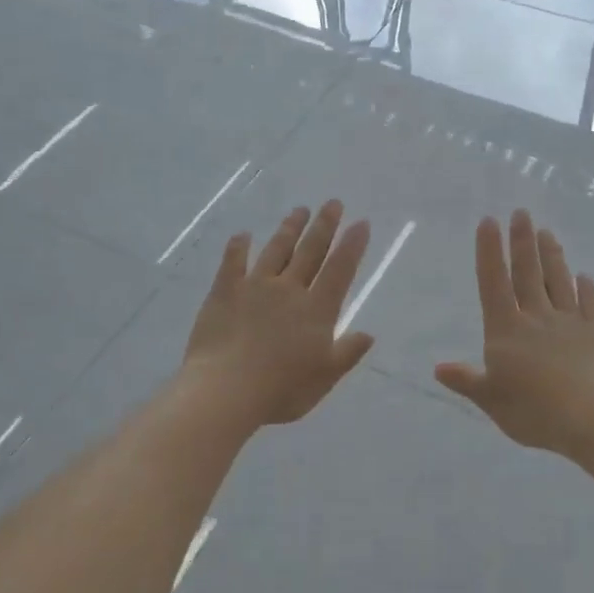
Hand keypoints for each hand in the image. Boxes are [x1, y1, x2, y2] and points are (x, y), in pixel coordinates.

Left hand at [183, 200, 375, 425]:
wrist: (225, 390)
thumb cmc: (281, 389)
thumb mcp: (324, 377)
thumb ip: (347, 353)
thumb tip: (368, 334)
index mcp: (317, 310)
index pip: (340, 270)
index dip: (352, 245)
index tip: (361, 222)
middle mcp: (289, 289)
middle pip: (310, 251)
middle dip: (324, 226)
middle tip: (332, 202)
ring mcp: (255, 286)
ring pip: (276, 250)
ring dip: (289, 229)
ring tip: (299, 210)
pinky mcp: (224, 291)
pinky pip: (233, 262)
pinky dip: (238, 247)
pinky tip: (243, 235)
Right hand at [436, 211, 593, 459]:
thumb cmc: (535, 412)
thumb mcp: (491, 400)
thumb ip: (467, 381)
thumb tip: (438, 368)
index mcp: (506, 330)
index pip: (494, 283)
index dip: (489, 251)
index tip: (489, 221)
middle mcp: (537, 317)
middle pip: (528, 273)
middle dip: (522, 241)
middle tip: (522, 212)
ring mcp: (570, 323)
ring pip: (559, 281)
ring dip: (552, 256)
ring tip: (547, 232)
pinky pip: (591, 305)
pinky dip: (587, 289)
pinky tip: (585, 277)